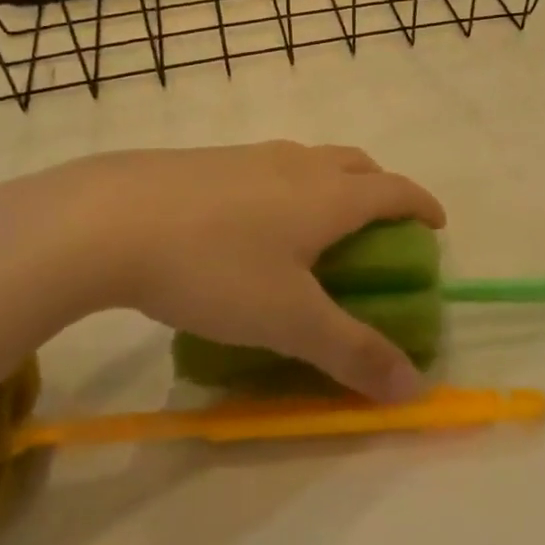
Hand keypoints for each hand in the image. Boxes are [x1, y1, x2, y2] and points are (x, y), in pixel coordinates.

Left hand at [0, 142, 444, 401]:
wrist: (108, 219)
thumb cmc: (215, 267)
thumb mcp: (289, 320)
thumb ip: (352, 352)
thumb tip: (413, 388)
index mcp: (329, 196)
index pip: (395, 190)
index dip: (421, 205)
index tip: (436, 224)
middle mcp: (298, 165)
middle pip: (357, 164)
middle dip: (380, 188)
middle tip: (381, 224)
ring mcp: (250, 156)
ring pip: (311, 160)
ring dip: (332, 183)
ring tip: (318, 224)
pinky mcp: (208, 161)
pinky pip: (268, 167)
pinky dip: (287, 186)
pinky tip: (251, 223)